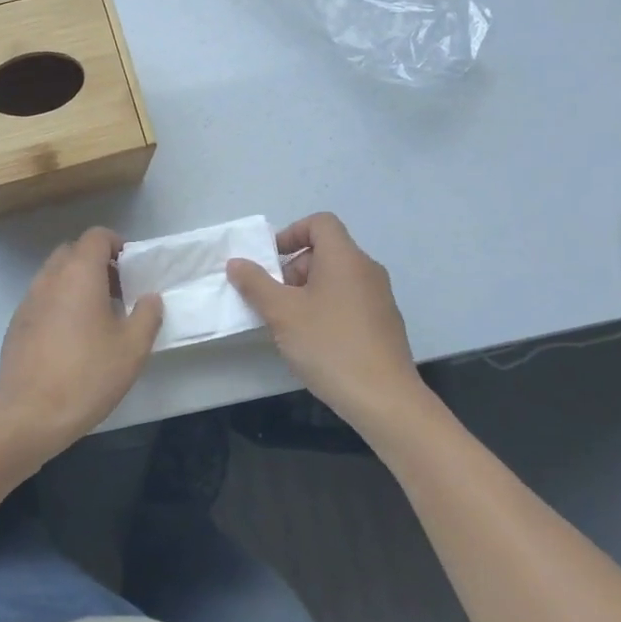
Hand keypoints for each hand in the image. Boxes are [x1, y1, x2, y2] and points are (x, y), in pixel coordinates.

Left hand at [0, 227, 163, 458]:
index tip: (132, 267)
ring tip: (97, 317)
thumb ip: (147, 315)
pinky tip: (71, 339)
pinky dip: (59, 304)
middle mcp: (49, 279)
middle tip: (118, 291)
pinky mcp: (15, 325)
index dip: (116, 243)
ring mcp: (27, 301)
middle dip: (96, 263)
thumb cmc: (87, 375)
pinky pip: (41, 299)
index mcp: (79, 274)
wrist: (29, 415)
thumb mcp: (132, 348)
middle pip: (72, 252)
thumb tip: (149, 297)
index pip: (95, 236)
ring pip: (54, 276)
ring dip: (76, 284)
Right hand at [226, 213, 427, 430]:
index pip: (320, 223)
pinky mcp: (384, 323)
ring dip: (307, 292)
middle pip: (325, 251)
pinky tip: (315, 342)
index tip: (270, 262)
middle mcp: (367, 270)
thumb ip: (255, 284)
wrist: (384, 398)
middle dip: (293, 270)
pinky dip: (326, 309)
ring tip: (289, 325)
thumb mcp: (281, 313)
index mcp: (345, 258)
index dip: (291, 233)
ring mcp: (379, 297)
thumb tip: (237, 263)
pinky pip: (348, 301)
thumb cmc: (329, 345)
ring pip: (336, 279)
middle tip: (273, 301)